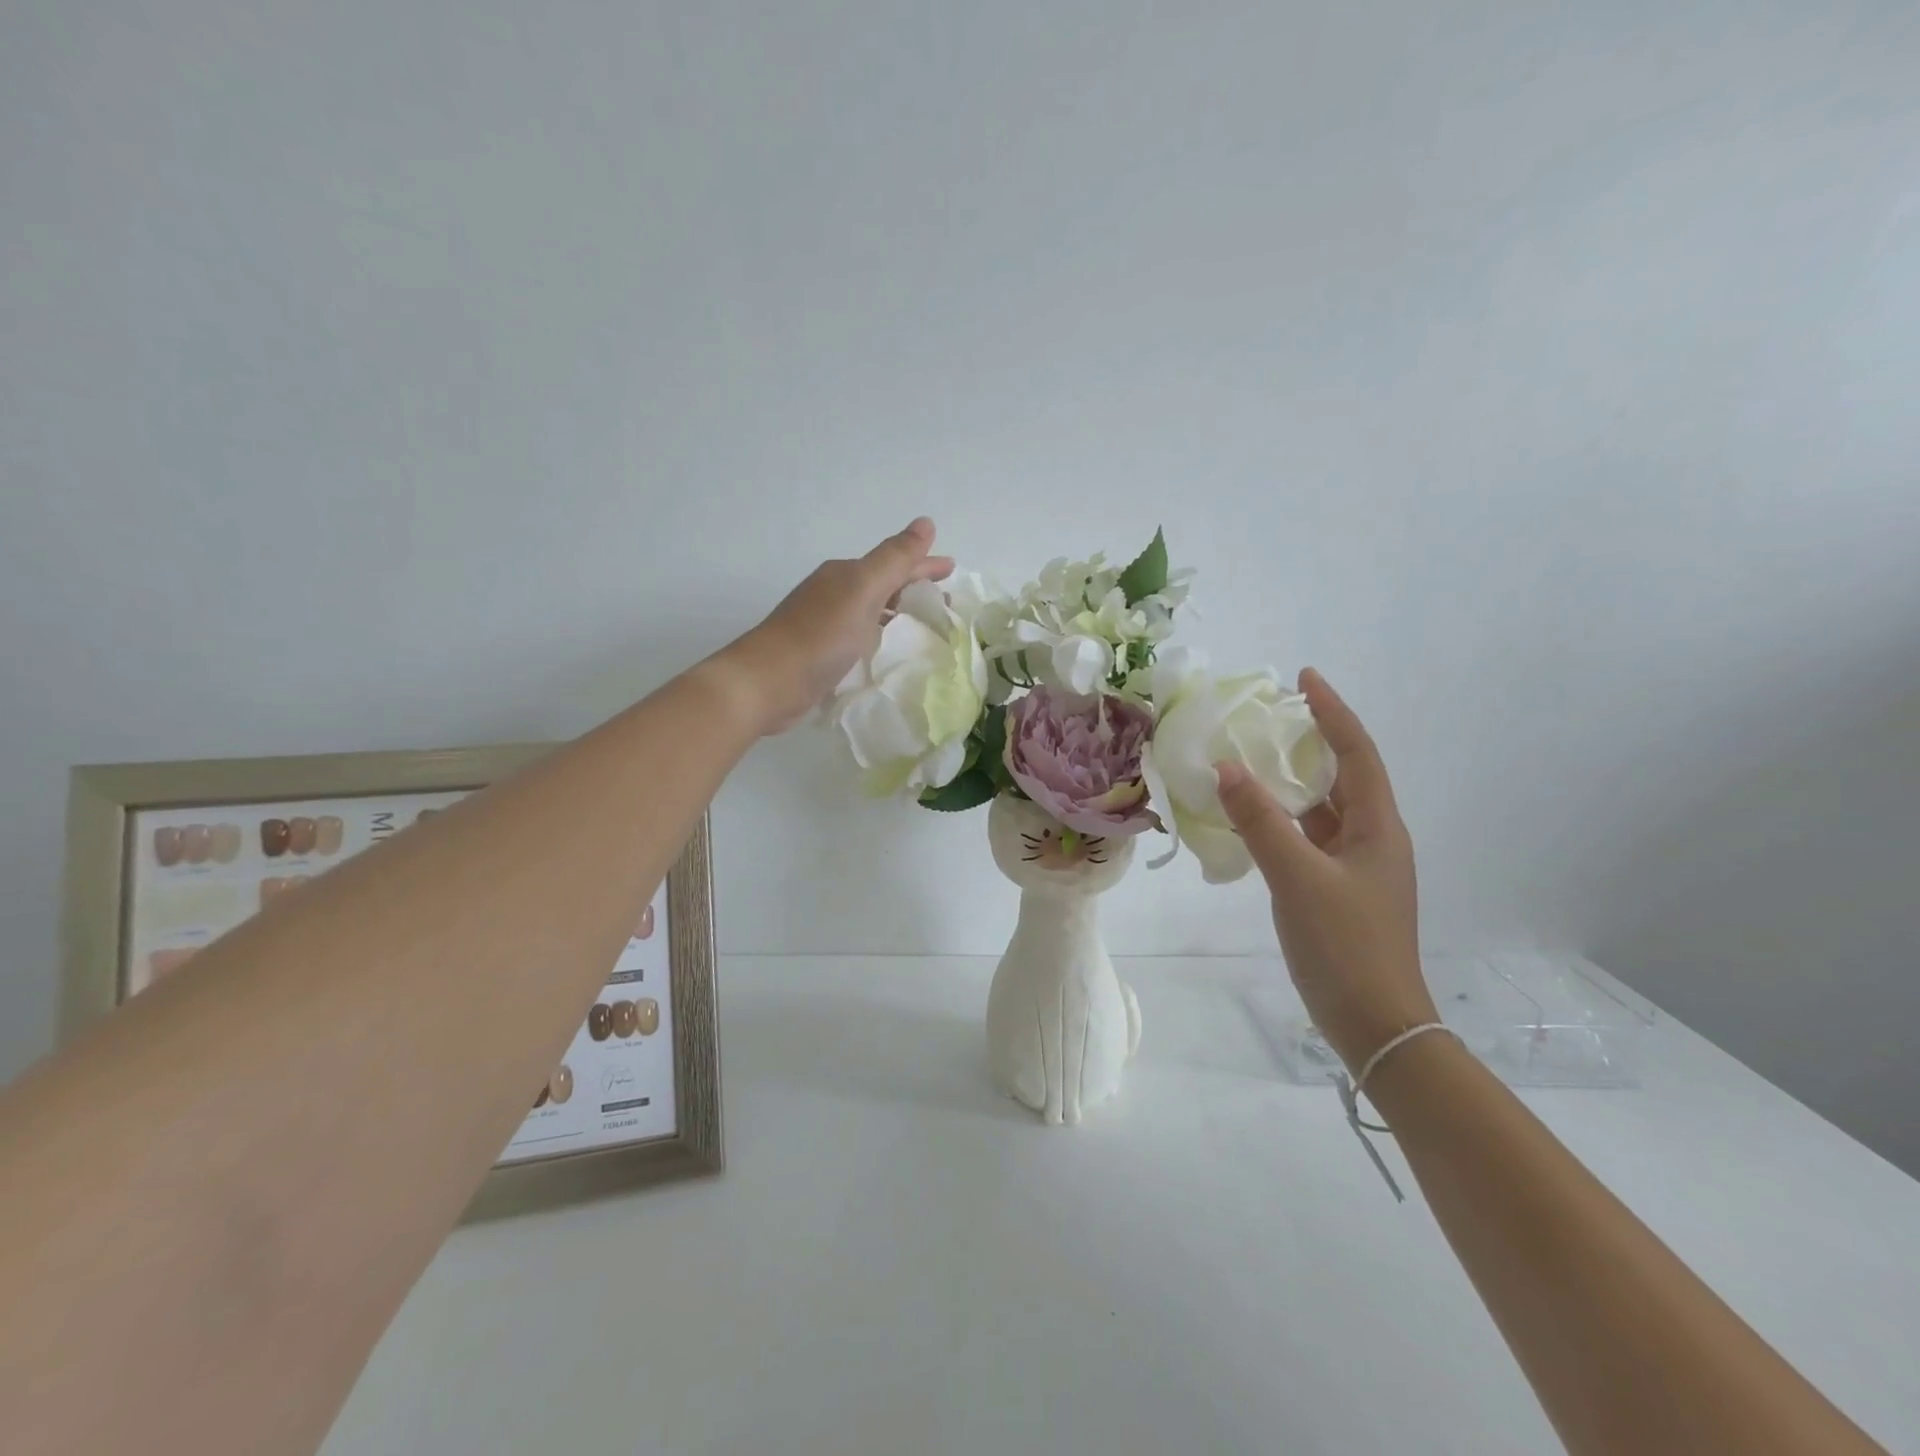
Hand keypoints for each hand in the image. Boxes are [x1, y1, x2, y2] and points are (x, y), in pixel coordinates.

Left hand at [715, 519, 954, 736]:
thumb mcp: (862, 590)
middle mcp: (834, 594)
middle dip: (914, 587)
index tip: (953, 569)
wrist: (767, 682)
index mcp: (846, 575)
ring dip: (899, 612)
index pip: (894, 564)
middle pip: (883, 585)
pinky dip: (881, 637)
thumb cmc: (819, 635)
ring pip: (872, 611)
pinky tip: (889, 650)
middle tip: (946, 599)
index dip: (924, 565)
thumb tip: (925, 522)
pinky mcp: (821, 654)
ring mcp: (825, 625)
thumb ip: (894, 559)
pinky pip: (862, 637)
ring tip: (925, 624)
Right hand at [1215, 670, 1436, 1071]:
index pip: (1356, 753)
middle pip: (1342, 775)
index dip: (1332, 712)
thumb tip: (1226, 768)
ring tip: (1252, 760)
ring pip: (1322, 809)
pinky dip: (1282, 820)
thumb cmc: (1345, 945)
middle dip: (1310, 741)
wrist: (1375, 1024)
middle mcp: (1372, 838)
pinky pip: (1308, 838)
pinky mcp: (1338, 890)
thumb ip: (1260, 821)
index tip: (1305, 678)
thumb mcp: (1297, 878)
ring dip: (1292, 782)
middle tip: (1269, 718)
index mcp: (1376, 827)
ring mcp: (1356, 867)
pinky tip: (1251, 819)